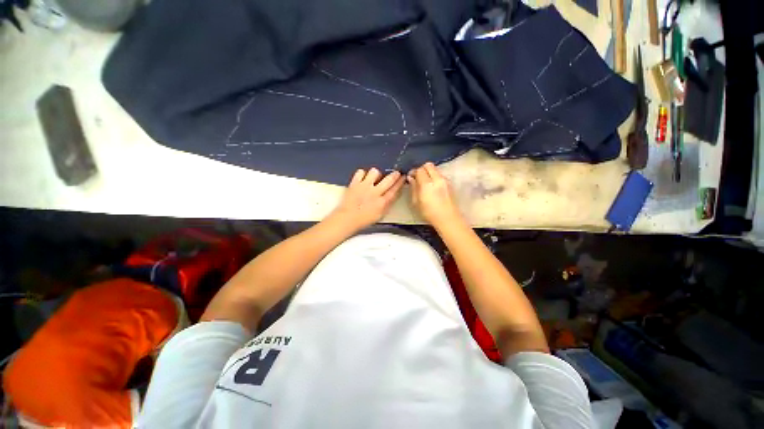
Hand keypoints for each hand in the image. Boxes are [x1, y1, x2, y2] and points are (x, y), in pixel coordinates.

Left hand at [328, 168, 404, 231]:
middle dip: (394, 174)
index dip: (400, 182)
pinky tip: (363, 178)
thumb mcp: (380, 215)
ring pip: (375, 172)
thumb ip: (387, 204)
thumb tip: (393, 194)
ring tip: (375, 178)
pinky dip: (363, 174)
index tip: (404, 177)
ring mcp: (364, 186)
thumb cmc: (364, 219)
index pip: (395, 190)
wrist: (347, 219)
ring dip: (377, 174)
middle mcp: (375, 192)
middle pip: (388, 179)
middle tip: (396, 173)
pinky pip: (361, 172)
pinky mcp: (354, 183)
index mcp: (382, 202)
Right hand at [408, 162, 463, 227]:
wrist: (448, 219)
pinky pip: (440, 175)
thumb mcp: (416, 202)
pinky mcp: (450, 184)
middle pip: (428, 165)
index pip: (419, 170)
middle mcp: (437, 179)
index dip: (413, 172)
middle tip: (418, 177)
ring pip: (435, 169)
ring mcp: (445, 180)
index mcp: (427, 184)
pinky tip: (433, 187)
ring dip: (429, 172)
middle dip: (422, 169)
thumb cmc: (429, 213)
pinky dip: (435, 177)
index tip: (410, 177)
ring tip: (425, 183)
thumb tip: (410, 178)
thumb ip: (413, 188)